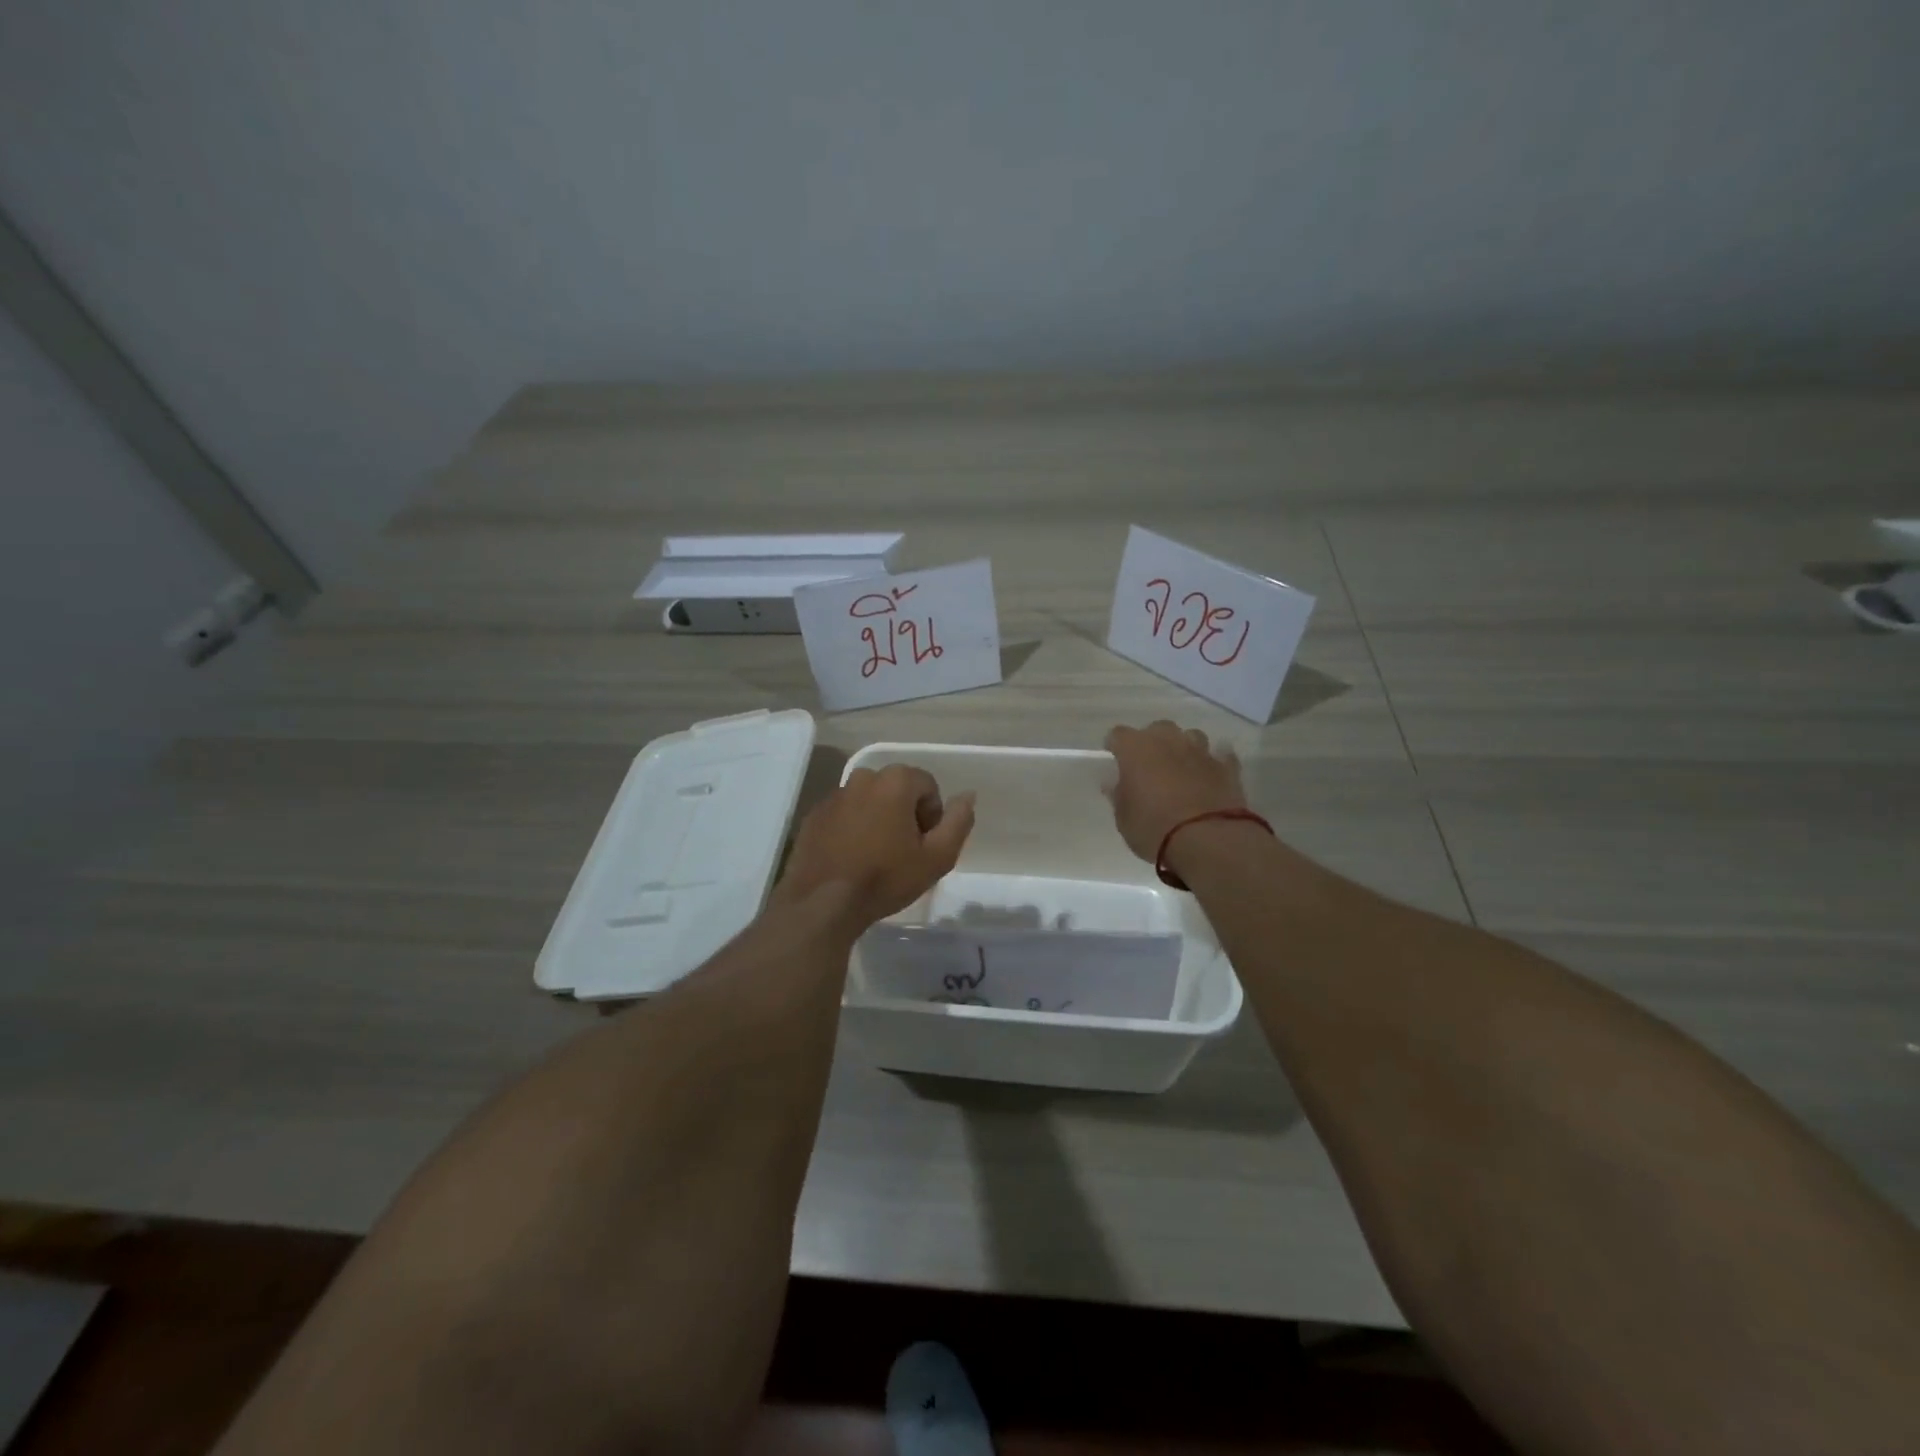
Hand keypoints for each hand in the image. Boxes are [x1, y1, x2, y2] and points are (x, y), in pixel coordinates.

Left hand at [775, 764, 974, 933]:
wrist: (822, 903)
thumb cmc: (885, 878)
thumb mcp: (937, 857)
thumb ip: (958, 822)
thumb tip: (968, 795)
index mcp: (895, 781)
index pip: (928, 786)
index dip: (932, 816)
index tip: (924, 846)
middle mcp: (862, 777)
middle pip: (897, 790)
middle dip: (905, 815)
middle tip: (903, 853)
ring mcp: (834, 795)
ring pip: (869, 801)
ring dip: (878, 820)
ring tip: (876, 857)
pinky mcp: (814, 814)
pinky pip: (844, 814)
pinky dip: (852, 828)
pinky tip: (851, 858)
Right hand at [1104, 720, 1247, 863]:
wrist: (1208, 840)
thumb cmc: (1154, 828)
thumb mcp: (1124, 818)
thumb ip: (1119, 795)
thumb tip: (1116, 784)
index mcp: (1136, 749)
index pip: (1118, 735)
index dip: (1116, 747)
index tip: (1115, 761)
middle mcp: (1168, 740)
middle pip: (1157, 729)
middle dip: (1153, 743)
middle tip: (1150, 767)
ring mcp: (1200, 751)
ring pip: (1190, 737)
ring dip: (1184, 749)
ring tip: (1182, 770)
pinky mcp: (1227, 767)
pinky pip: (1220, 756)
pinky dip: (1214, 763)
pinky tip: (1212, 775)